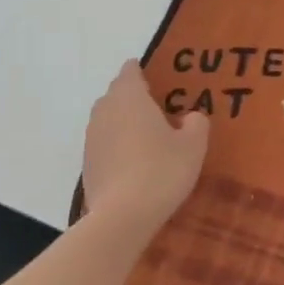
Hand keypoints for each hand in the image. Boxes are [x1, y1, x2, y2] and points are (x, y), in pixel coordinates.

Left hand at [79, 60, 209, 234]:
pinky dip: (118, 144)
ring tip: (146, 134)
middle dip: (133, 96)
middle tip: (157, 105)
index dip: (139, 70)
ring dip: (124, 121)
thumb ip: (196, 123)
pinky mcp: (87, 162)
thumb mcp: (194, 145)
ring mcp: (92, 137)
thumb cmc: (162, 170)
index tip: (151, 73)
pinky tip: (134, 160)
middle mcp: (105, 111)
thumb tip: (189, 116)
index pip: (130, 72)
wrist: (123, 214)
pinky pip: (105, 142)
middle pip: (116, 94)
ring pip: (108, 118)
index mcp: (131, 98)